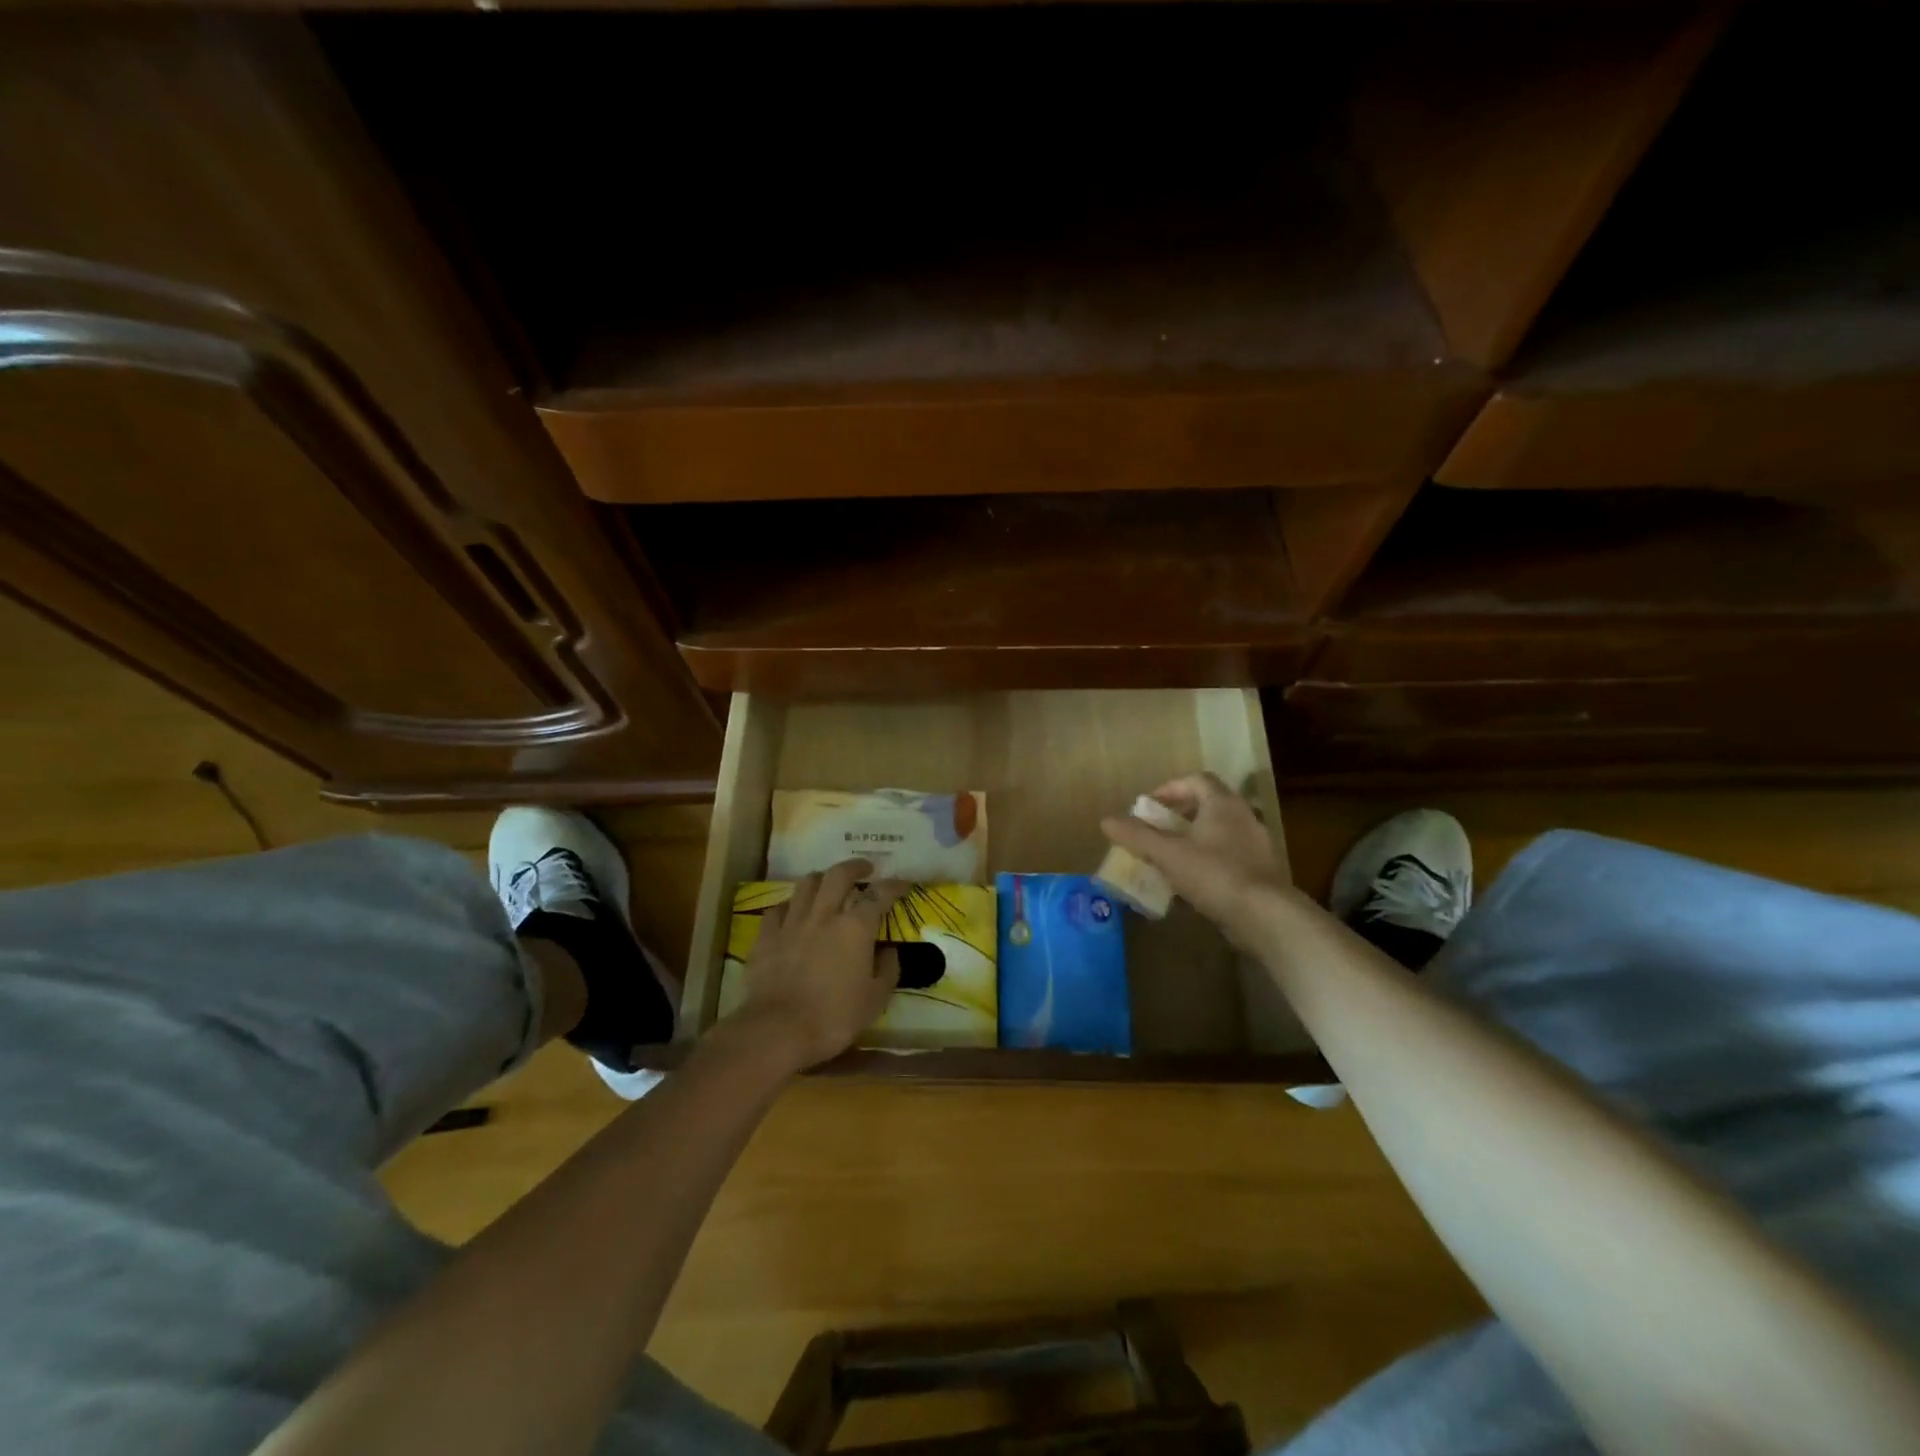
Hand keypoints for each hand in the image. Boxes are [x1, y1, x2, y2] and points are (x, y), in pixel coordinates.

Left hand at [736, 859, 907, 1071]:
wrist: (777, 1030)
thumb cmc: (834, 1017)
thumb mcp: (875, 1000)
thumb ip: (888, 970)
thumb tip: (889, 951)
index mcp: (855, 928)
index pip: (879, 894)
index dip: (893, 885)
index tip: (902, 883)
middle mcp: (824, 915)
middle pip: (838, 875)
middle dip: (854, 866)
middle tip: (864, 868)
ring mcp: (792, 922)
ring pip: (807, 884)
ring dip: (822, 879)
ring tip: (828, 884)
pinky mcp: (766, 936)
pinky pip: (778, 908)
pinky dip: (790, 905)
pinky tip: (793, 912)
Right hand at [1100, 773, 1290, 939]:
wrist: (1265, 915)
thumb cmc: (1214, 874)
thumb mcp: (1167, 854)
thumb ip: (1137, 835)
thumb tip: (1106, 820)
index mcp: (1222, 803)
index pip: (1196, 780)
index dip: (1170, 788)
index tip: (1149, 806)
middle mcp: (1243, 816)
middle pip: (1208, 804)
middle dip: (1179, 815)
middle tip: (1156, 830)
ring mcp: (1256, 844)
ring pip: (1218, 832)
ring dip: (1193, 839)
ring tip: (1170, 857)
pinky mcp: (1261, 871)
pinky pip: (1228, 856)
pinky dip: (1207, 860)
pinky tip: (1191, 882)